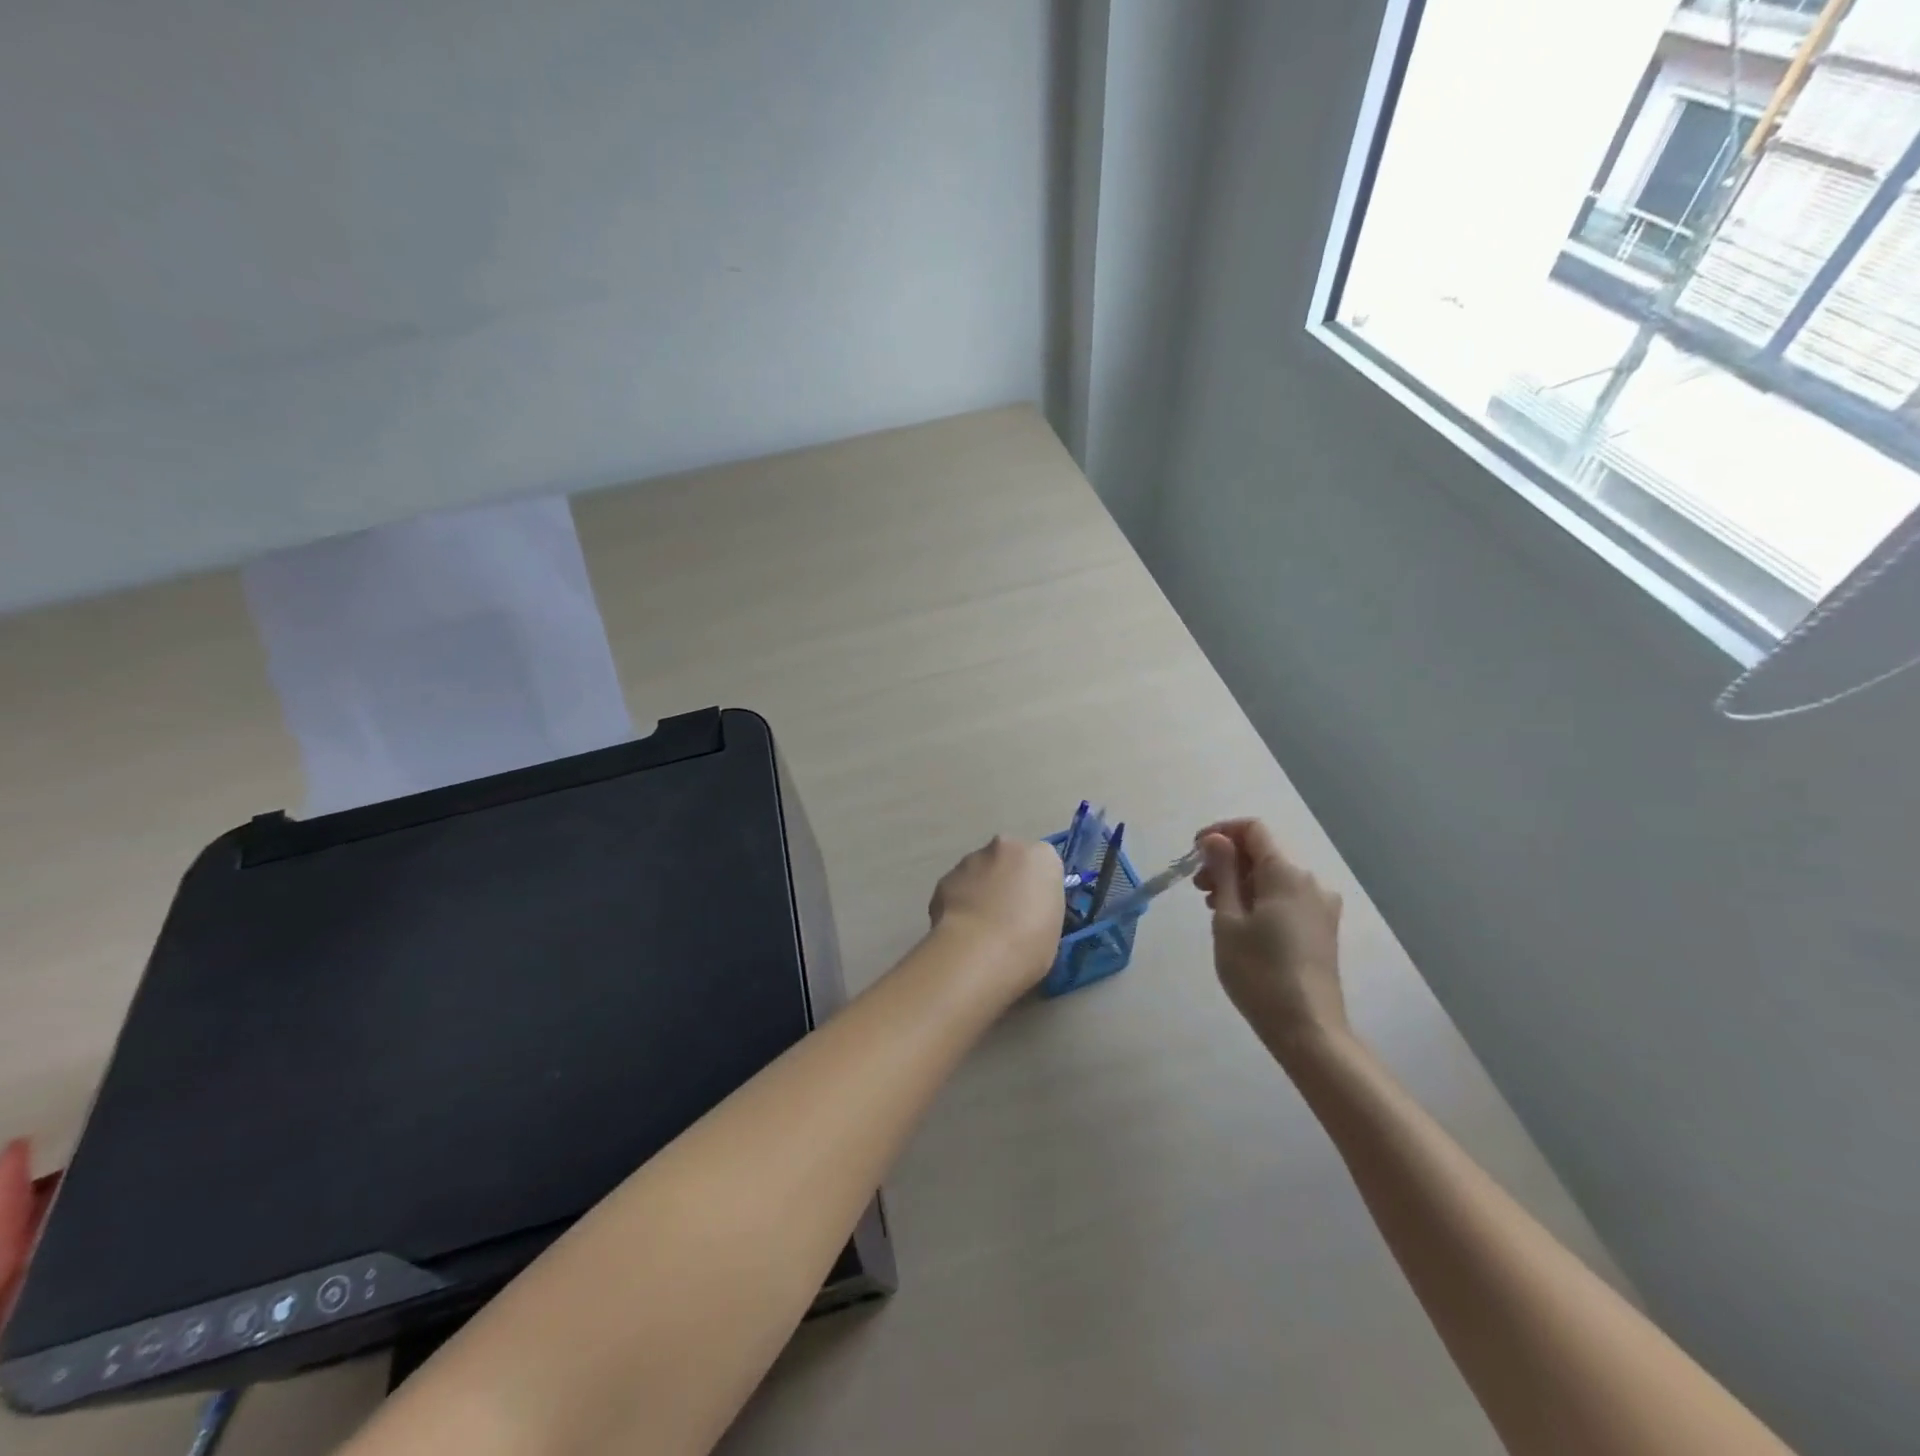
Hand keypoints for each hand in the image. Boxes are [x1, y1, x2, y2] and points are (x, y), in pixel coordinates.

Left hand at [928, 836, 1063, 989]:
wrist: (978, 952)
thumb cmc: (1030, 944)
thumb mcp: (1054, 925)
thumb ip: (1040, 905)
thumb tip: (1026, 909)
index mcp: (1042, 856)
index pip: (1043, 864)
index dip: (1037, 887)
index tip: (1033, 909)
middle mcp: (1006, 847)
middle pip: (1008, 860)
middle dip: (1006, 880)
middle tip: (1007, 915)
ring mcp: (971, 859)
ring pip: (979, 871)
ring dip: (981, 890)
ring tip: (981, 927)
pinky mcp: (945, 878)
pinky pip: (957, 889)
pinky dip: (959, 904)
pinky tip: (961, 930)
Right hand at [1195, 819, 1347, 1052]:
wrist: (1307, 1028)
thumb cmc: (1259, 972)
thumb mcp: (1228, 919)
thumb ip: (1223, 872)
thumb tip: (1215, 838)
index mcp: (1287, 874)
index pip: (1253, 830)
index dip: (1221, 832)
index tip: (1194, 853)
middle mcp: (1310, 882)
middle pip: (1263, 853)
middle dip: (1227, 861)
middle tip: (1198, 888)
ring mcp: (1321, 906)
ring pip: (1273, 877)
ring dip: (1241, 882)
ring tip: (1214, 909)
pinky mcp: (1322, 928)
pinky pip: (1286, 897)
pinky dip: (1259, 899)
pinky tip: (1240, 924)